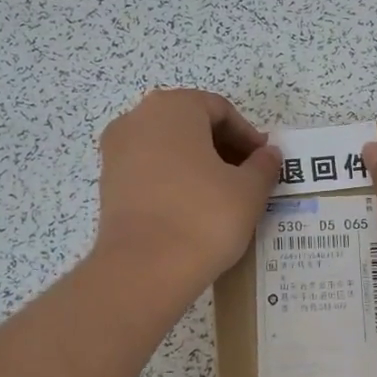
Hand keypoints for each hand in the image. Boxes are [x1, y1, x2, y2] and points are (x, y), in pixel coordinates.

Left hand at [93, 89, 280, 292]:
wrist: (145, 268)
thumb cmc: (204, 216)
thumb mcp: (249, 190)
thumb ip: (263, 165)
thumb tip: (268, 154)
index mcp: (173, 107)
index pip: (220, 109)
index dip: (247, 135)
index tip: (263, 161)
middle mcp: (138, 118)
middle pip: (190, 123)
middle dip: (221, 146)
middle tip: (247, 176)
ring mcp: (116, 151)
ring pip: (167, 146)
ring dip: (197, 162)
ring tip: (222, 194)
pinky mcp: (108, 183)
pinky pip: (149, 169)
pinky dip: (173, 179)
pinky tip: (193, 207)